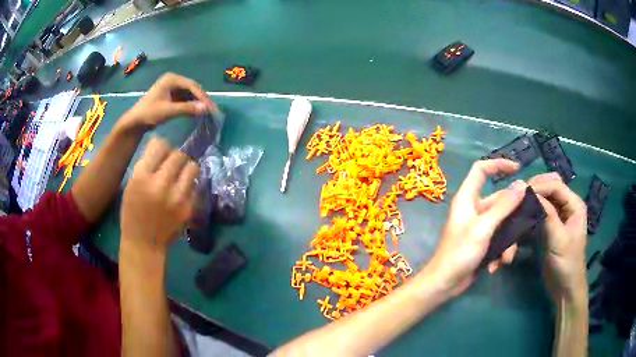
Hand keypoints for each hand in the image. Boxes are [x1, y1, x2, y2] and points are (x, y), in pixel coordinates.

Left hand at [119, 73, 214, 131]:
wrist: (135, 121)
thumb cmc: (149, 114)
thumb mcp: (169, 111)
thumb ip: (187, 108)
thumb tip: (206, 108)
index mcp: (171, 79)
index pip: (192, 86)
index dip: (203, 97)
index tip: (211, 108)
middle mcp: (173, 80)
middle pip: (192, 88)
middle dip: (201, 99)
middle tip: (211, 110)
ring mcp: (171, 87)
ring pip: (189, 93)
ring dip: (197, 102)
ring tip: (206, 112)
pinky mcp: (170, 95)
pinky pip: (184, 98)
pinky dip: (190, 104)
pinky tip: (196, 112)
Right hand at [121, 137, 199, 249]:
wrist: (144, 243)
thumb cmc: (132, 213)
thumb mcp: (131, 185)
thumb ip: (145, 165)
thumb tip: (160, 146)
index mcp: (142, 178)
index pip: (160, 145)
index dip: (160, 146)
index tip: (160, 152)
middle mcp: (162, 185)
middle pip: (179, 155)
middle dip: (174, 157)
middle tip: (170, 165)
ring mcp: (178, 198)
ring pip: (192, 167)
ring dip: (185, 168)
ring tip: (178, 176)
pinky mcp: (189, 208)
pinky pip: (195, 186)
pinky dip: (188, 185)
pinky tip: (180, 192)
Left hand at [425, 159, 526, 294]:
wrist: (445, 284)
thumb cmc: (460, 253)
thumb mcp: (484, 227)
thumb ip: (503, 206)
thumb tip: (521, 184)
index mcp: (467, 198)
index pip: (481, 169)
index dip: (498, 164)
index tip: (518, 169)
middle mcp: (474, 208)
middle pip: (501, 200)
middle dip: (513, 216)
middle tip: (526, 225)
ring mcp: (480, 226)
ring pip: (504, 223)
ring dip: (508, 241)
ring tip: (505, 257)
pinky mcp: (484, 241)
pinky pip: (500, 238)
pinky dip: (501, 251)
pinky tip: (496, 265)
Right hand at [528, 173, 586, 301]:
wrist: (564, 289)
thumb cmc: (566, 264)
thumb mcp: (558, 239)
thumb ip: (547, 214)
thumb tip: (530, 192)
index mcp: (574, 204)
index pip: (555, 184)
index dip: (538, 186)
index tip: (520, 192)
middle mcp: (566, 206)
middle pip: (548, 187)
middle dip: (534, 190)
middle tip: (518, 198)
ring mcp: (557, 217)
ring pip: (542, 200)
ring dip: (530, 204)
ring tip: (517, 210)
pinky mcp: (548, 228)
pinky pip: (537, 215)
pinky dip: (527, 218)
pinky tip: (519, 224)